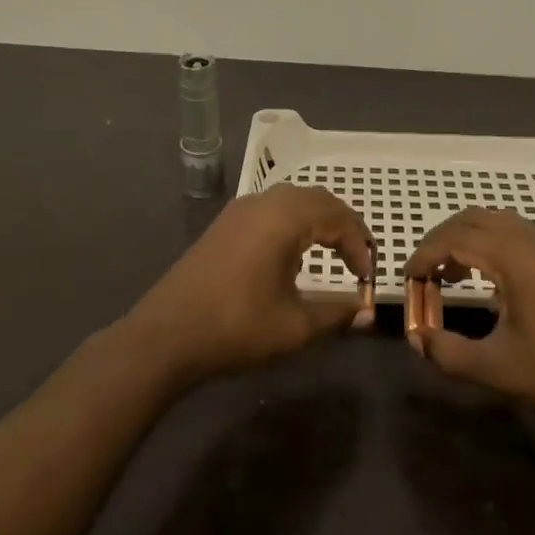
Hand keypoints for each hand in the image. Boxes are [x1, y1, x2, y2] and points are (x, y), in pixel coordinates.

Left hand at [125, 184, 373, 382]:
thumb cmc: (237, 327)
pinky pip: (272, 208)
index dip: (360, 246)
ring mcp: (240, 209)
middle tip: (359, 258)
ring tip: (334, 252)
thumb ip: (337, 314)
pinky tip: (295, 251)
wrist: (167, 335)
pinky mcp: (225, 223)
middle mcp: (264, 202)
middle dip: (344, 225)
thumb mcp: (295, 326)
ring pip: (293, 200)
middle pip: (318, 199)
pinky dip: (295, 221)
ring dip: (319, 220)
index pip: (339, 218)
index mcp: (285, 217)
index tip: (367, 280)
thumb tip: (368, 312)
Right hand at [405, 208, 534, 433]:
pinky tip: (490, 280)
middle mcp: (533, 238)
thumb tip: (416, 338)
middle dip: (441, 240)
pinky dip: (491, 244)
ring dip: (466, 240)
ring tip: (450, 275)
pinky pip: (517, 233)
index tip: (407, 279)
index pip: (454, 238)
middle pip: (473, 219)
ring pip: (497, 222)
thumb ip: (448, 353)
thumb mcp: (498, 370)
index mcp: (515, 256)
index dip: (424, 255)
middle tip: (423, 272)